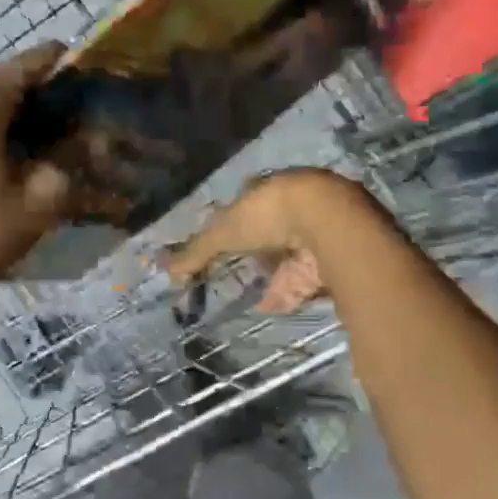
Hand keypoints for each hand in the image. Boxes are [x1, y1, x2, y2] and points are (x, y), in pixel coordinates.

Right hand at [168, 169, 372, 313]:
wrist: (329, 223)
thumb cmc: (270, 216)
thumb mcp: (225, 231)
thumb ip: (197, 251)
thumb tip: (167, 270)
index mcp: (269, 190)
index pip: (248, 203)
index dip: (235, 222)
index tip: (225, 240)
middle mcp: (294, 207)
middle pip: (271, 232)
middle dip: (258, 250)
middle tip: (242, 269)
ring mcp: (316, 234)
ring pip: (290, 257)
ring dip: (275, 275)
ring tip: (256, 294)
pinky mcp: (331, 260)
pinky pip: (305, 281)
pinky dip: (288, 295)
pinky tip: (272, 308)